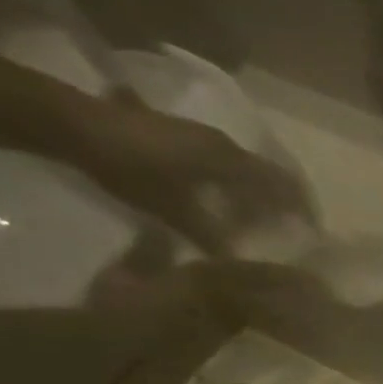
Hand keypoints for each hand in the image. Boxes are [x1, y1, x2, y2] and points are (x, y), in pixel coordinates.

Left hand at [61, 92, 314, 255]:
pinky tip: (223, 201)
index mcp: (230, 161)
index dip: (301, 209)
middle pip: (268, 175)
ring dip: (256, 193)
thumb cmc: (128, 167)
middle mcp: (224, 145)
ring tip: (256, 220)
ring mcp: (202, 136)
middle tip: (287, 229)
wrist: (70, 122)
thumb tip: (237, 261)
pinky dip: (235, 184)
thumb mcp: (170, 208)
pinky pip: (225, 163)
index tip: (312, 231)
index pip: (282, 185)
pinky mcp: (182, 135)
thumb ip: (208, 234)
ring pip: (246, 169)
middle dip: (281, 202)